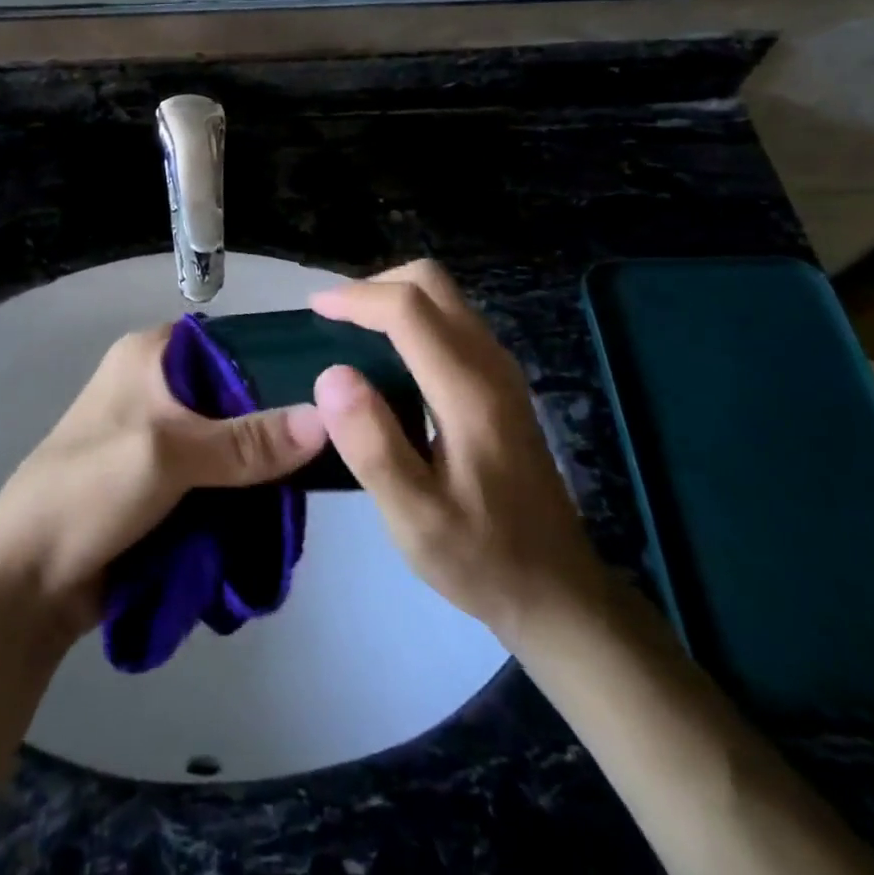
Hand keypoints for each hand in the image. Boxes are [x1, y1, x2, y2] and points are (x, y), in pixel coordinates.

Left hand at [0, 325, 328, 636]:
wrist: (30, 579)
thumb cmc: (90, 491)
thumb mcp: (169, 454)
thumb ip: (247, 442)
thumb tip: (327, 420)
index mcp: (150, 355)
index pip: (230, 341)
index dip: (276, 360)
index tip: (329, 387)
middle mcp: (159, 385)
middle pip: (237, 395)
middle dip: (277, 424)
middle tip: (334, 444)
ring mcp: (163, 436)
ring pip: (233, 440)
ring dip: (263, 465)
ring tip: (319, 482)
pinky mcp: (166, 482)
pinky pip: (221, 476)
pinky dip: (245, 491)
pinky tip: (283, 508)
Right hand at [310, 260, 605, 636]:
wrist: (559, 591)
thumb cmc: (481, 557)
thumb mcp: (415, 518)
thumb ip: (372, 444)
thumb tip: (331, 374)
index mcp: (468, 390)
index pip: (408, 308)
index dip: (355, 297)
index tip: (314, 310)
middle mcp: (490, 363)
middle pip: (431, 283)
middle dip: (375, 286)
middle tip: (333, 318)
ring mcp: (501, 370)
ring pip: (444, 297)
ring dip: (393, 298)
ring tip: (350, 331)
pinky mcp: (501, 382)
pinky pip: (451, 320)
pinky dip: (411, 317)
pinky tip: (388, 356)